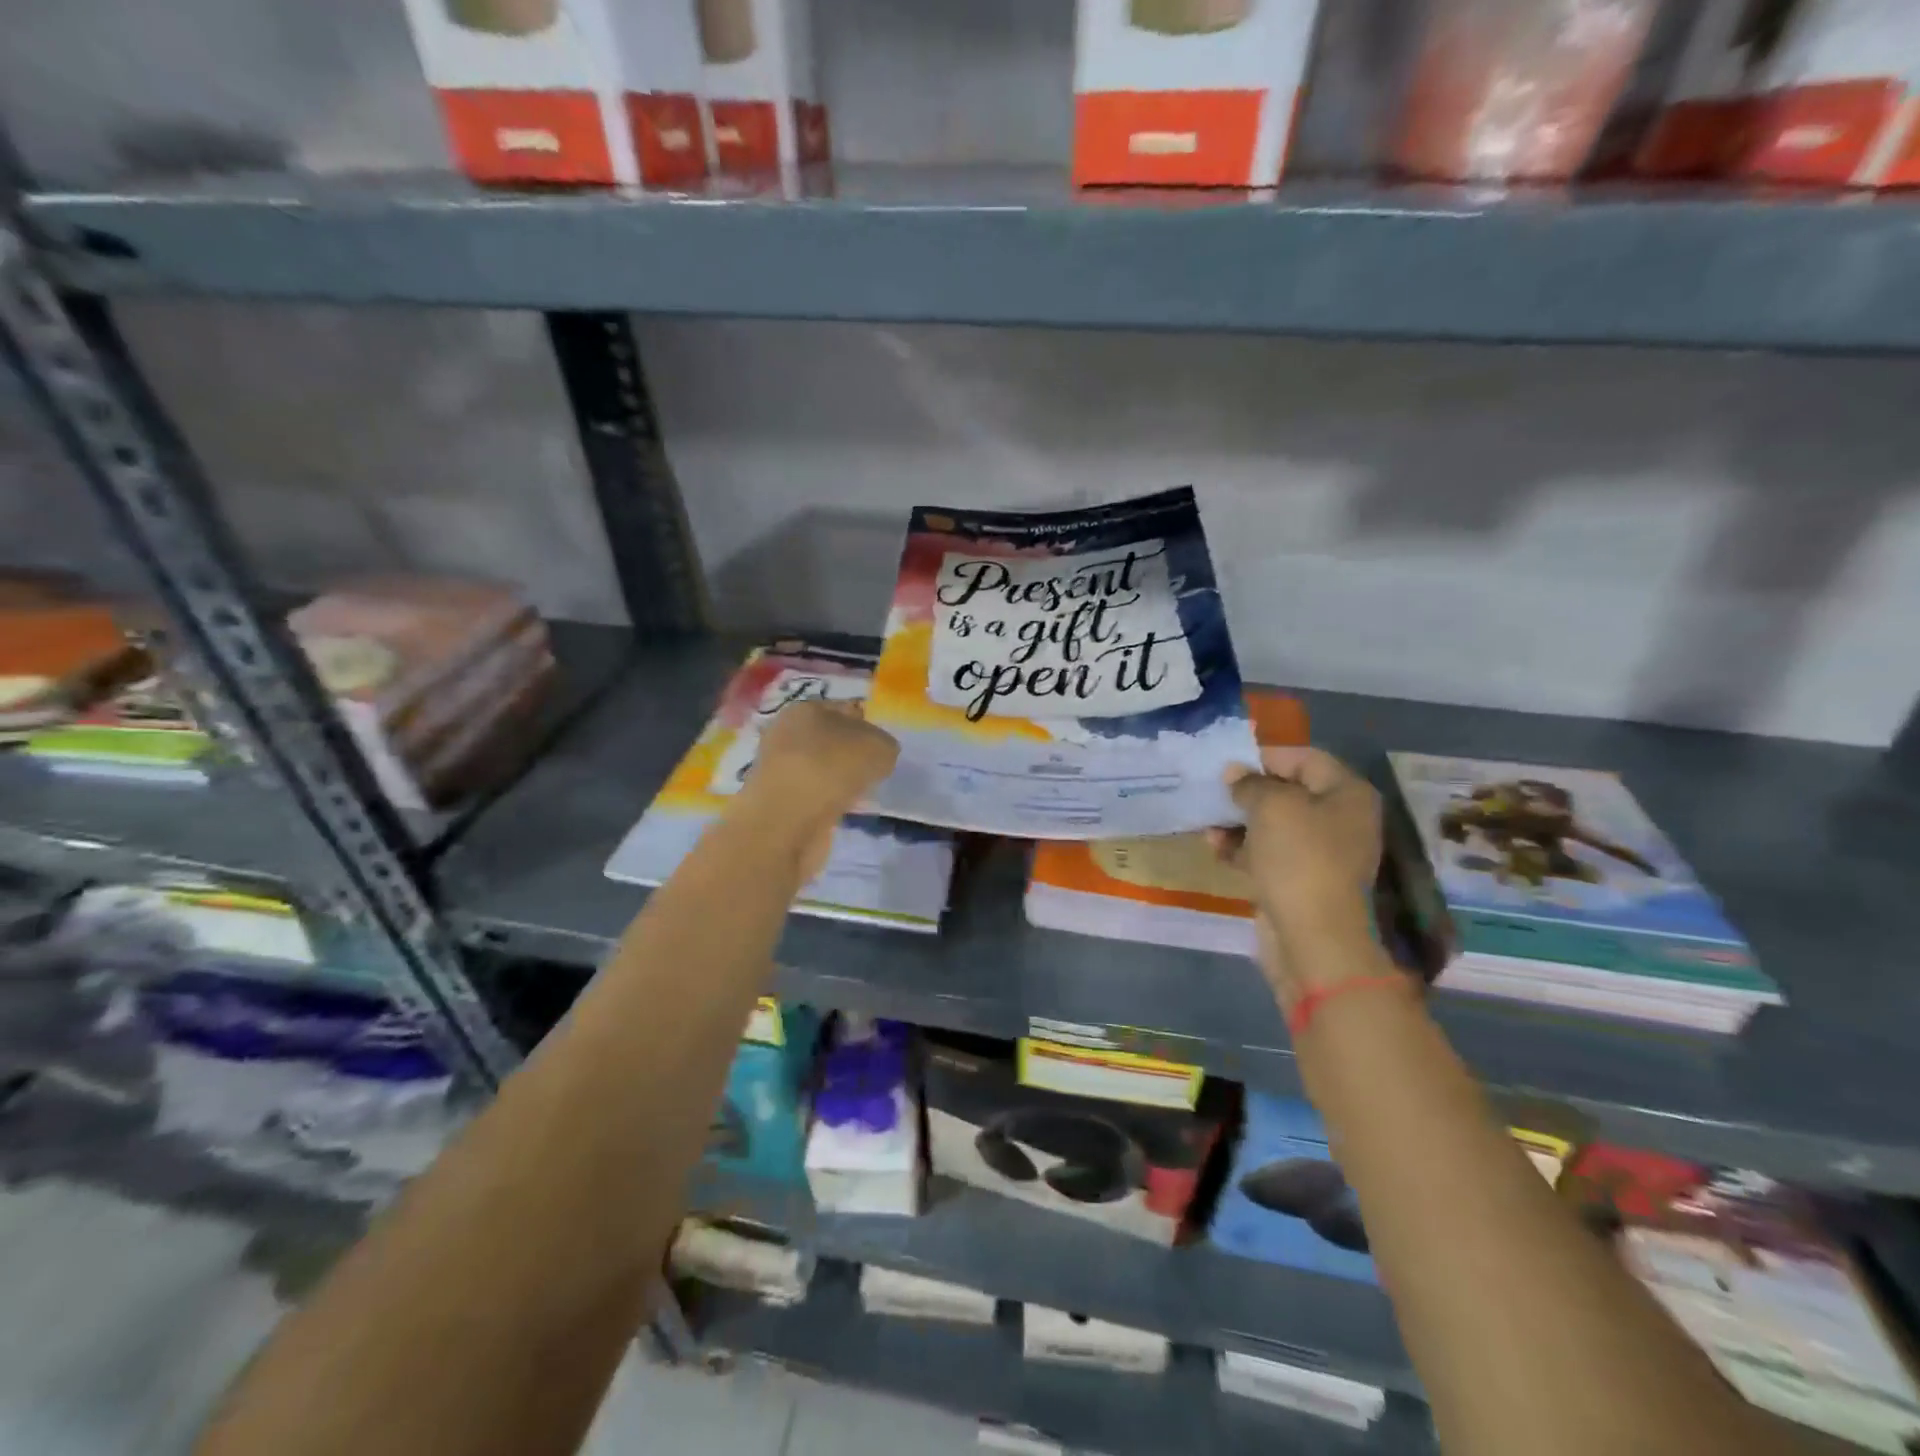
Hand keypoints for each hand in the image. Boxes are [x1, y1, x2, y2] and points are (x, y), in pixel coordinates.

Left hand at [736, 700, 899, 882]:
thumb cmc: (833, 768)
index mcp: (805, 707)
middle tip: (876, 771)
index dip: (868, 725)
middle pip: (830, 739)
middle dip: (852, 754)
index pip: (845, 709)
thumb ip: (884, 745)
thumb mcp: (879, 746)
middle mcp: (786, 732)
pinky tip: (844, 810)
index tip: (883, 747)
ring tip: (862, 794)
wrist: (788, 820)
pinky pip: (814, 795)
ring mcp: (779, 768)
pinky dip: (829, 802)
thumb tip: (879, 754)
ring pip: (821, 768)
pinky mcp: (778, 800)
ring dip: (840, 780)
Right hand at [1208, 747, 1382, 1008]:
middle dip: (1247, 791)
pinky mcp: (1299, 880)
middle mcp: (1339, 818)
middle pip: (1287, 791)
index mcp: (1346, 793)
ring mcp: (1320, 852)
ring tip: (1208, 822)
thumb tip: (1234, 773)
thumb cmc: (1299, 858)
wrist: (1313, 937)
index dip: (1264, 757)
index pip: (1304, 758)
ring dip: (1238, 821)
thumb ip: (1250, 783)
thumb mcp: (1270, 806)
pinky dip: (1241, 848)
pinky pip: (1267, 853)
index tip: (1227, 764)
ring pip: (1272, 824)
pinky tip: (1215, 848)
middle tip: (1212, 790)